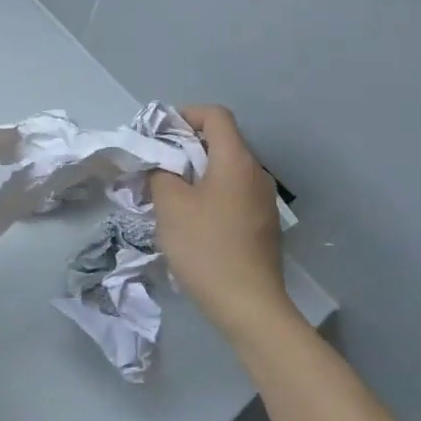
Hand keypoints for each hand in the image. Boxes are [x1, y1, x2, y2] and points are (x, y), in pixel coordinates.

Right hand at [150, 104, 299, 343]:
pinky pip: (233, 194)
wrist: (249, 306)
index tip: (160, 135)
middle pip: (222, 142)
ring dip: (197, 174)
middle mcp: (256, 173)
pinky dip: (211, 195)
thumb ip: (160, 173)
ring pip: (226, 171)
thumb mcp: (170, 206)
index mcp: (237, 160)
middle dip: (186, 147)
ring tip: (170, 196)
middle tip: (157, 167)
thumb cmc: (206, 248)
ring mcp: (263, 201)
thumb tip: (162, 166)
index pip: (216, 115)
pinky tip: (192, 222)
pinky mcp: (263, 225)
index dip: (186, 115)